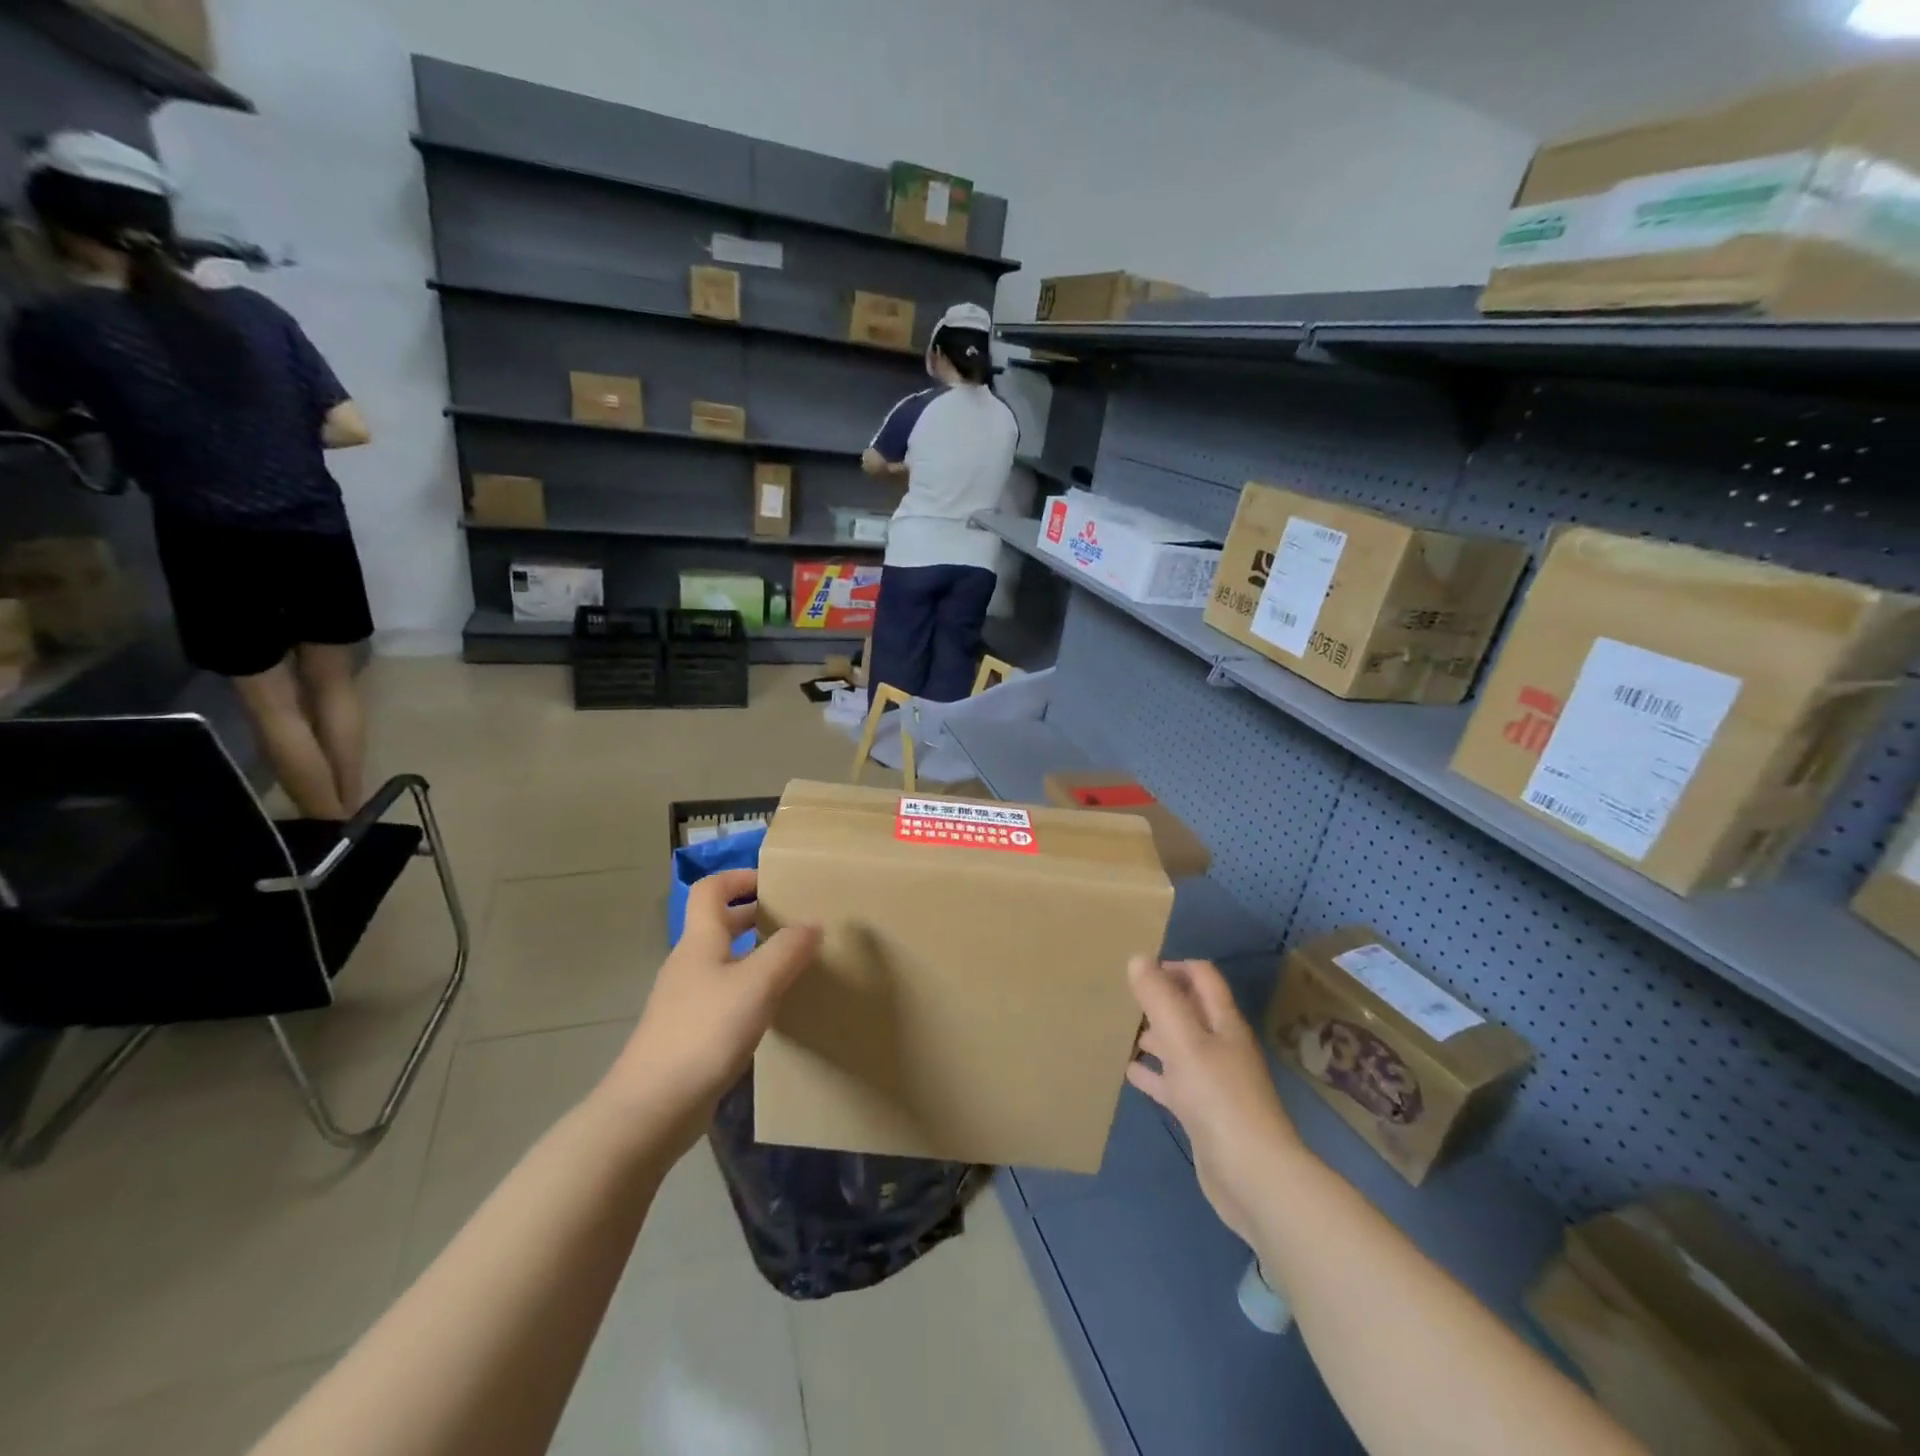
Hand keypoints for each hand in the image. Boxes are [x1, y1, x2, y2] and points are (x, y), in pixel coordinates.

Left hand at [602, 870, 819, 1146]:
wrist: (651, 1108)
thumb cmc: (704, 1033)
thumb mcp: (756, 984)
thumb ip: (788, 950)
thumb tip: (814, 922)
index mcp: (700, 941)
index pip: (711, 890)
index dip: (739, 877)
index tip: (774, 882)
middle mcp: (689, 964)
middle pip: (718, 924)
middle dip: (754, 915)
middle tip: (794, 920)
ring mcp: (685, 1000)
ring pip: (723, 961)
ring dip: (754, 954)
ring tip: (792, 962)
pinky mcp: (689, 1033)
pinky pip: (723, 995)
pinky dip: (748, 989)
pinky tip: (771, 1009)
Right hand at [1127, 957, 1304, 1247]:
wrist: (1253, 1177)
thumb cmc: (1218, 1098)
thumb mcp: (1183, 1040)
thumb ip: (1160, 998)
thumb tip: (1138, 958)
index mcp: (1223, 1023)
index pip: (1202, 977)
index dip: (1175, 966)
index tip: (1140, 969)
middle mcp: (1222, 1046)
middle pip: (1191, 1011)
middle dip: (1161, 999)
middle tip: (1124, 996)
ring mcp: (1214, 1082)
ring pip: (1180, 1047)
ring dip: (1155, 1035)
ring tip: (1122, 1029)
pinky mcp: (1203, 1113)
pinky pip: (1174, 1083)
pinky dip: (1153, 1074)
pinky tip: (1129, 1071)